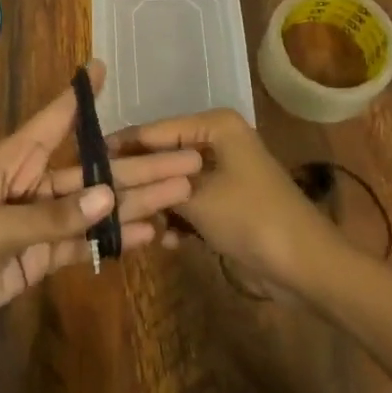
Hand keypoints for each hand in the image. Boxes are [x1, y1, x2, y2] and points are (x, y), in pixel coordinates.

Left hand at [0, 62, 201, 351]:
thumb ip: (51, 217)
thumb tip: (111, 195)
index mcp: (11, 161)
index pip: (53, 120)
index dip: (79, 95)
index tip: (103, 65)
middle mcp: (29, 184)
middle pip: (92, 170)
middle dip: (138, 166)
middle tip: (189, 163)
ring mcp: (35, 223)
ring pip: (93, 207)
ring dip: (135, 203)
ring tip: (182, 197)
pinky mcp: (35, 258)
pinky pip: (80, 243)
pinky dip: (111, 240)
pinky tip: (148, 236)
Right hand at [111, 108, 347, 293]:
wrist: (306, 266)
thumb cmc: (251, 218)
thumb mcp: (196, 197)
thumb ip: (154, 180)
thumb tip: (112, 170)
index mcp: (215, 126)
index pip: (154, 130)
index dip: (121, 148)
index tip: (85, 165)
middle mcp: (218, 141)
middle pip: (163, 157)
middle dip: (140, 182)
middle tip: (105, 200)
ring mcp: (224, 173)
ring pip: (174, 184)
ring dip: (159, 206)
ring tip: (134, 226)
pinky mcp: (227, 202)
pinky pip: (191, 204)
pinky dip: (179, 221)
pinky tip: (166, 242)